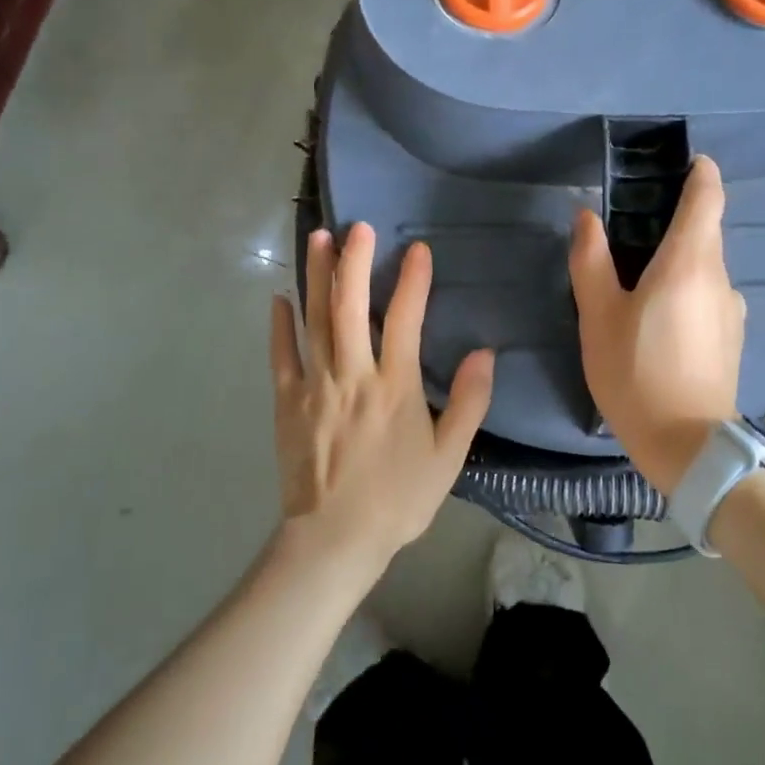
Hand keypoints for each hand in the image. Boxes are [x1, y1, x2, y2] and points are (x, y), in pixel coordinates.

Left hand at [270, 223, 494, 577]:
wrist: (335, 540)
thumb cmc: (398, 498)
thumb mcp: (449, 456)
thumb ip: (469, 402)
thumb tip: (485, 352)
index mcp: (394, 386)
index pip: (404, 319)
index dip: (412, 280)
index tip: (417, 248)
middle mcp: (353, 375)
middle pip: (350, 306)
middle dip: (353, 260)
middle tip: (357, 225)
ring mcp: (314, 385)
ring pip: (314, 320)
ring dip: (315, 276)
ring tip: (317, 238)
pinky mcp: (287, 402)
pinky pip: (281, 355)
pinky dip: (280, 325)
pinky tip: (280, 297)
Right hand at [569, 155, 744, 493]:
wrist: (687, 445)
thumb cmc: (635, 373)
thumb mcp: (599, 316)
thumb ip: (591, 260)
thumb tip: (587, 217)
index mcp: (689, 262)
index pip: (707, 196)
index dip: (700, 172)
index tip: (685, 163)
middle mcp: (720, 277)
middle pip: (705, 231)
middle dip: (676, 219)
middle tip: (633, 228)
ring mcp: (731, 309)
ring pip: (705, 266)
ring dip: (678, 260)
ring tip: (639, 280)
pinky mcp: (732, 337)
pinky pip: (709, 295)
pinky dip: (687, 289)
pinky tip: (659, 319)